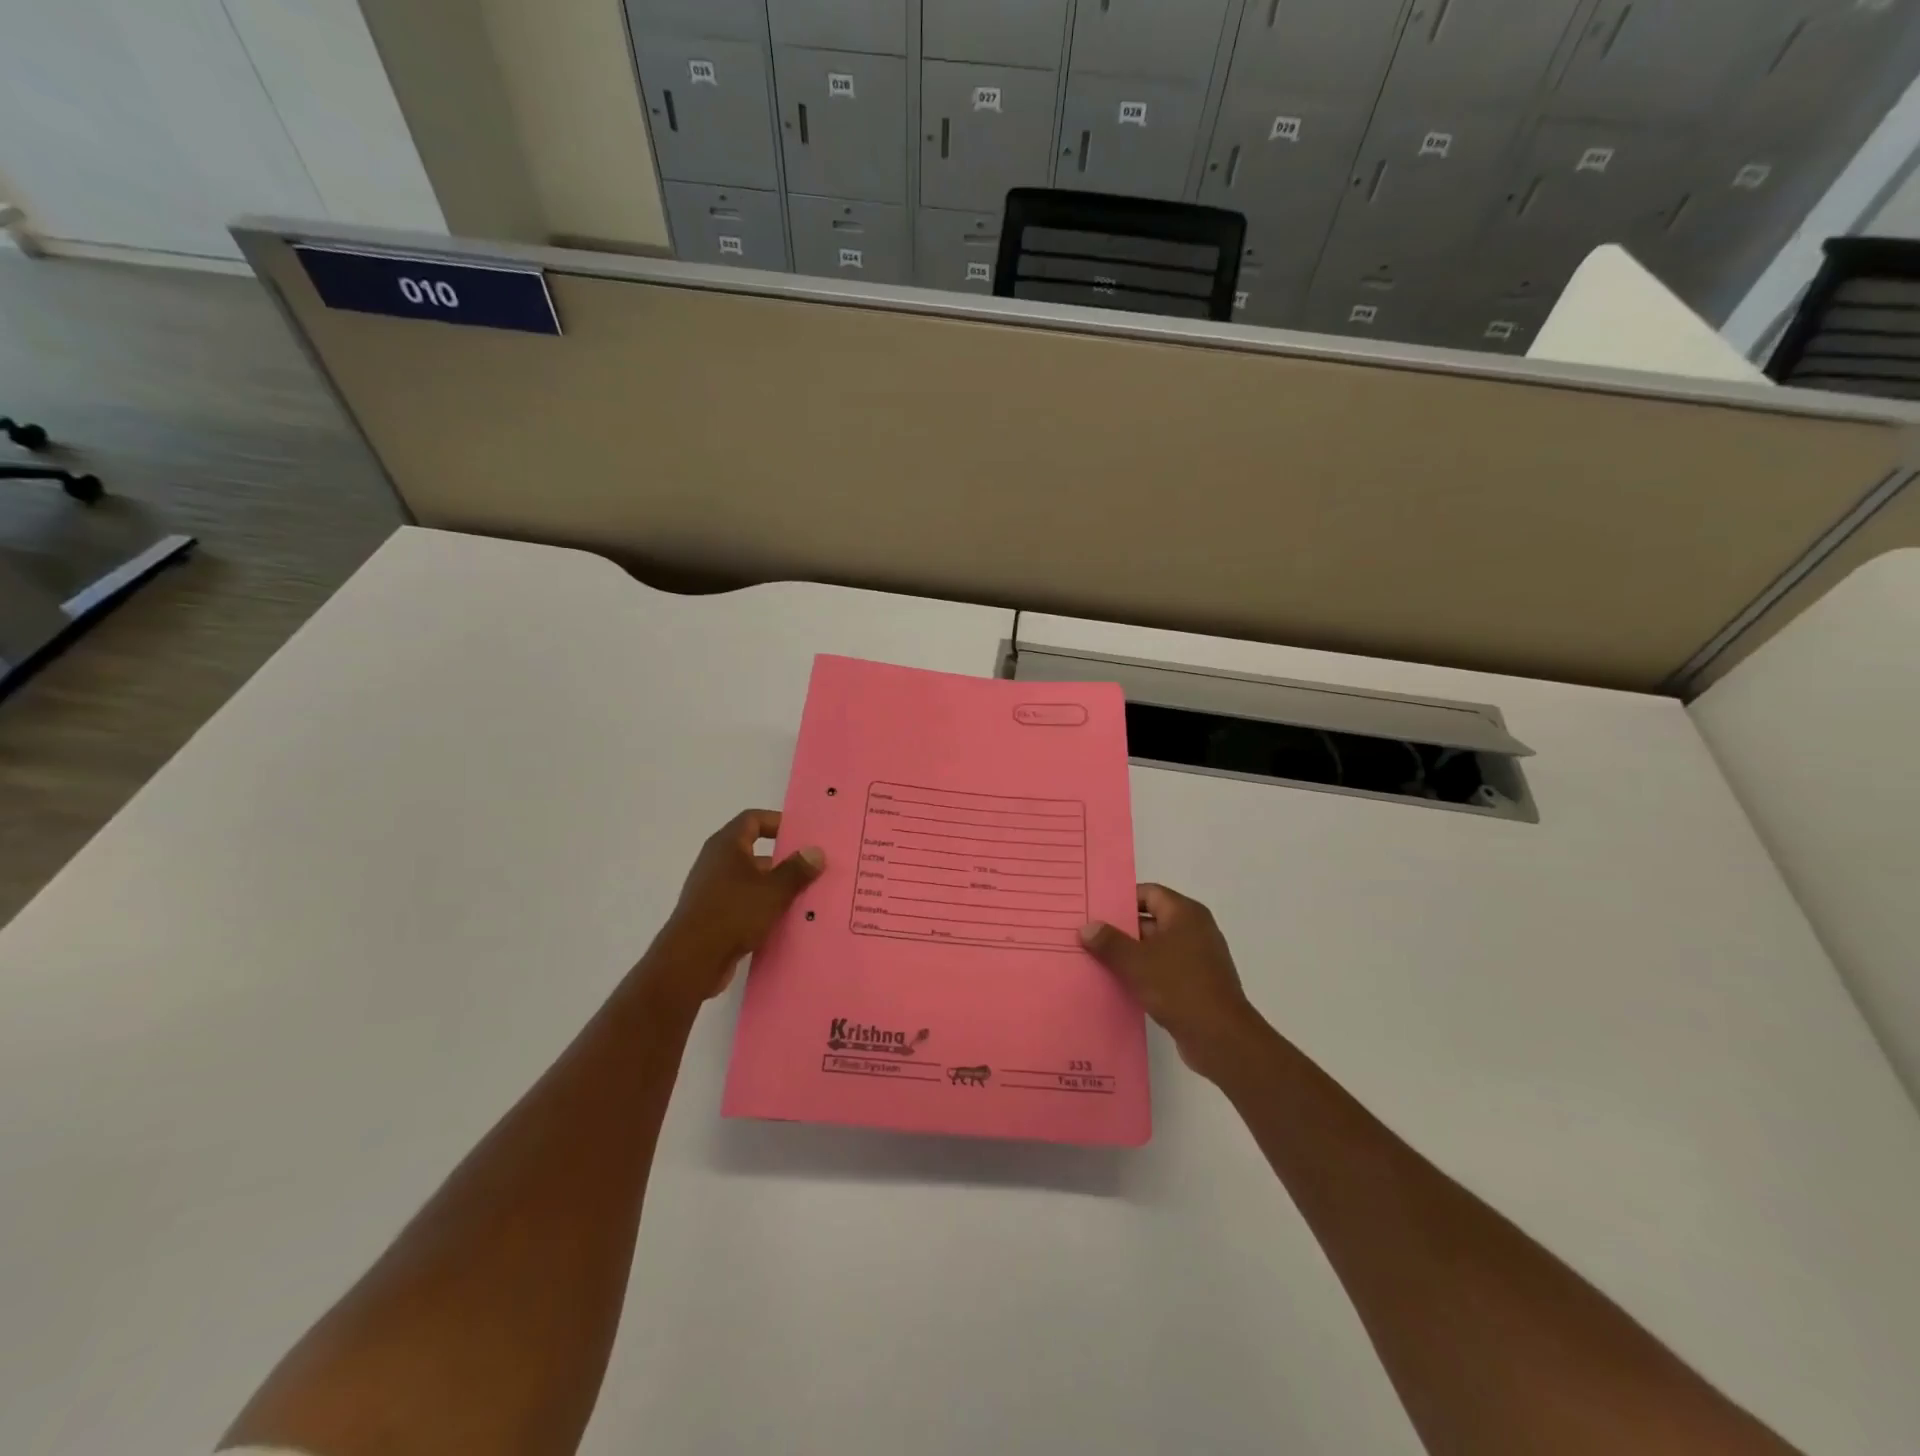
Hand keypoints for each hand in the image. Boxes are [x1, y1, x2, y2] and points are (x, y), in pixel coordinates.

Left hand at [640, 810, 824, 1014]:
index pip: (753, 819)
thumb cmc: (733, 913)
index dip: (778, 822)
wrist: (691, 961)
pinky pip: (744, 903)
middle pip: (754, 851)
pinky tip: (785, 921)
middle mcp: (716, 862)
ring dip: (776, 887)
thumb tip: (816, 851)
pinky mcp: (713, 915)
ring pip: (751, 880)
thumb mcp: (773, 890)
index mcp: (727, 846)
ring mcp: (712, 890)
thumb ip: (797, 869)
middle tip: (813, 868)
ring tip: (806, 896)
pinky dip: (763, 907)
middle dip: (784, 859)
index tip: (803, 835)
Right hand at [1080, 884, 1266, 1079]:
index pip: (1149, 893)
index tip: (1095, 909)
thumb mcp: (1136, 962)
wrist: (1221, 1038)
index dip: (1121, 899)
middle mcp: (1195, 930)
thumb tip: (1087, 927)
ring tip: (1095, 960)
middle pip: (1151, 920)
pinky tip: (1118, 984)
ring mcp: (1198, 958)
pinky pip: (1163, 970)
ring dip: (1129, 954)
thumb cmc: (1179, 987)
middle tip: (1087, 935)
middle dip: (1120, 929)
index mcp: (1185, 914)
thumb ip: (1109, 942)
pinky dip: (1143, 974)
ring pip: (1155, 948)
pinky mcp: (1196, 984)